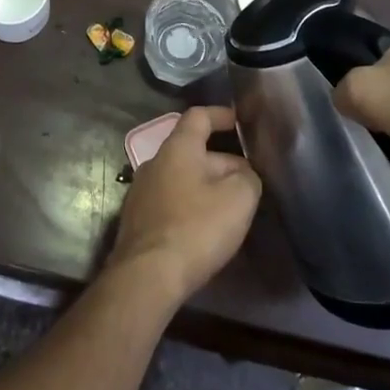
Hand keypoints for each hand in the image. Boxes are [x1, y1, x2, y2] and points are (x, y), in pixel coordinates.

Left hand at [107, 107, 260, 307]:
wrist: (147, 275)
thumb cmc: (196, 227)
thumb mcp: (238, 199)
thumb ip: (248, 178)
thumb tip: (244, 175)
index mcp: (177, 148)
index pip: (198, 116)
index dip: (220, 114)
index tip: (239, 121)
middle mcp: (155, 162)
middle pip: (193, 151)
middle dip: (223, 162)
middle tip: (250, 183)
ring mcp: (142, 191)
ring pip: (183, 178)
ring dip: (208, 186)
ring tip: (233, 207)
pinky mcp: (139, 219)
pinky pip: (171, 201)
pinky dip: (191, 206)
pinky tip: (206, 228)